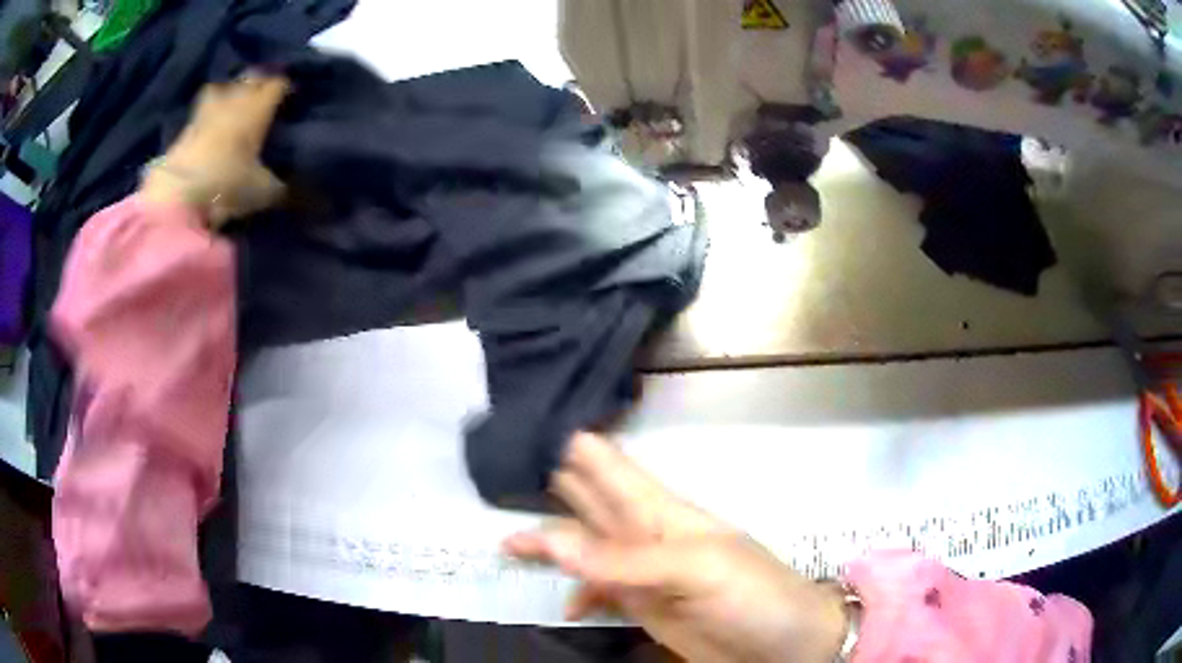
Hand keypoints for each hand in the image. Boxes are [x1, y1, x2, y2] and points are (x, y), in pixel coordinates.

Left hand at [139, 73, 288, 227]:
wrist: (176, 199)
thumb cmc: (227, 186)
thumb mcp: (263, 192)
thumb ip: (281, 185)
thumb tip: (297, 186)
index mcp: (258, 106)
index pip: (279, 84)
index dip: (286, 88)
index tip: (292, 97)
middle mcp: (234, 99)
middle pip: (251, 77)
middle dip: (259, 82)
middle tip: (265, 95)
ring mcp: (206, 111)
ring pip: (223, 88)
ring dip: (230, 93)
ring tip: (235, 105)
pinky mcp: (184, 130)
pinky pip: (202, 112)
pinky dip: (209, 115)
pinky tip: (212, 128)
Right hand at [503, 433, 847, 662]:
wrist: (787, 645)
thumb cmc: (755, 595)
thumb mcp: (696, 569)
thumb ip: (623, 558)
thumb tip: (549, 535)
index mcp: (662, 512)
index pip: (609, 466)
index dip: (571, 443)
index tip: (525, 426)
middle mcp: (644, 536)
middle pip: (588, 501)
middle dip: (550, 482)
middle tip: (502, 463)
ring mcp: (641, 575)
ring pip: (584, 547)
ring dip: (550, 540)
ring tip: (505, 539)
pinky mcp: (642, 608)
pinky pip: (598, 592)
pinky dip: (577, 593)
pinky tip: (564, 604)